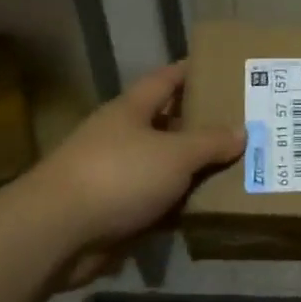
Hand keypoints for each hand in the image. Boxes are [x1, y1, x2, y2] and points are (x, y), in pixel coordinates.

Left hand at [32, 62, 243, 282]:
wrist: (57, 232)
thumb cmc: (119, 176)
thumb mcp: (175, 154)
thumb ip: (210, 142)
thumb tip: (241, 131)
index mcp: (131, 111)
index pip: (165, 80)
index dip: (191, 71)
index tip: (220, 68)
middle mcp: (121, 137)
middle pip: (167, 124)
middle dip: (201, 125)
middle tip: (243, 124)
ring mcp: (115, 176)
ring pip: (164, 167)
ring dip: (193, 170)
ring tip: (237, 168)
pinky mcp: (114, 212)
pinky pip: (156, 203)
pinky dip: (179, 206)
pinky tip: (208, 209)